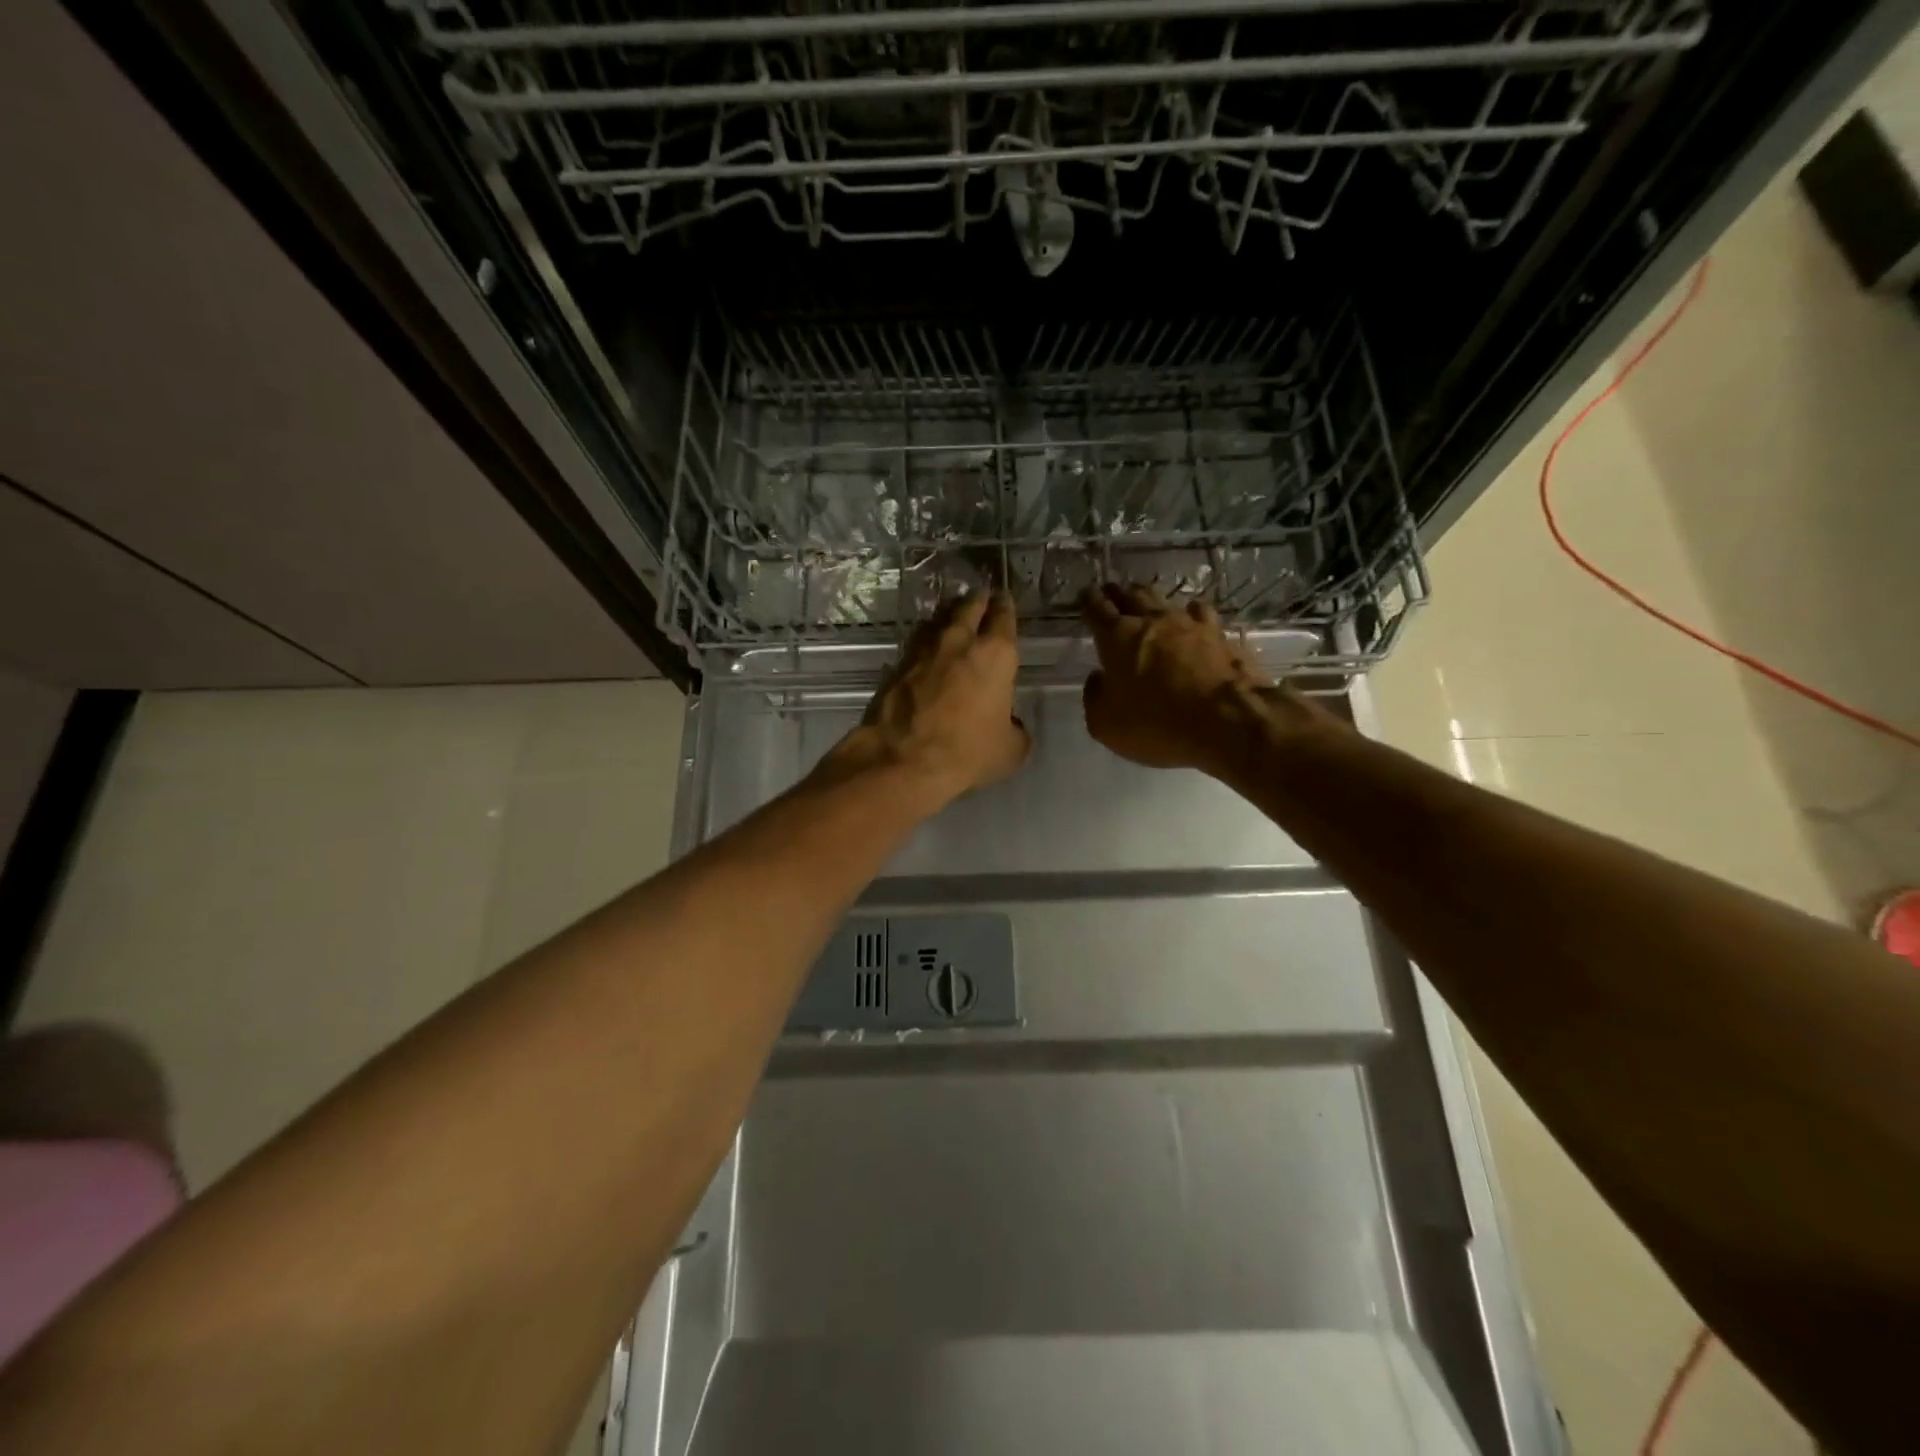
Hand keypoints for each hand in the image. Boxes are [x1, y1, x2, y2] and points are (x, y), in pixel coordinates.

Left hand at [821, 591, 1030, 806]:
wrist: (903, 761)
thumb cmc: (967, 753)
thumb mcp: (1010, 750)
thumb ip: (1016, 729)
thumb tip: (1011, 725)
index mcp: (995, 655)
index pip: (1003, 617)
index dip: (1005, 606)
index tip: (1004, 599)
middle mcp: (959, 642)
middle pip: (969, 607)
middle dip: (977, 600)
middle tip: (981, 597)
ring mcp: (923, 651)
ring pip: (938, 619)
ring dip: (948, 615)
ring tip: (953, 617)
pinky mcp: (897, 665)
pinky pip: (916, 644)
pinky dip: (925, 641)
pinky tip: (927, 649)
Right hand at [1081, 583, 1327, 775]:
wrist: (1228, 722)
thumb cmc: (1157, 724)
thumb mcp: (1106, 724)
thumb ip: (1095, 697)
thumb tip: (1099, 678)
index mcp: (1117, 638)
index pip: (1097, 609)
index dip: (1089, 601)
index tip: (1085, 595)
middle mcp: (1152, 621)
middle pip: (1131, 596)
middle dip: (1118, 593)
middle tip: (1111, 591)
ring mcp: (1190, 625)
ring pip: (1165, 599)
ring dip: (1151, 598)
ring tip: (1146, 599)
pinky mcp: (1221, 635)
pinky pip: (1201, 614)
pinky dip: (1191, 613)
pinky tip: (1193, 616)